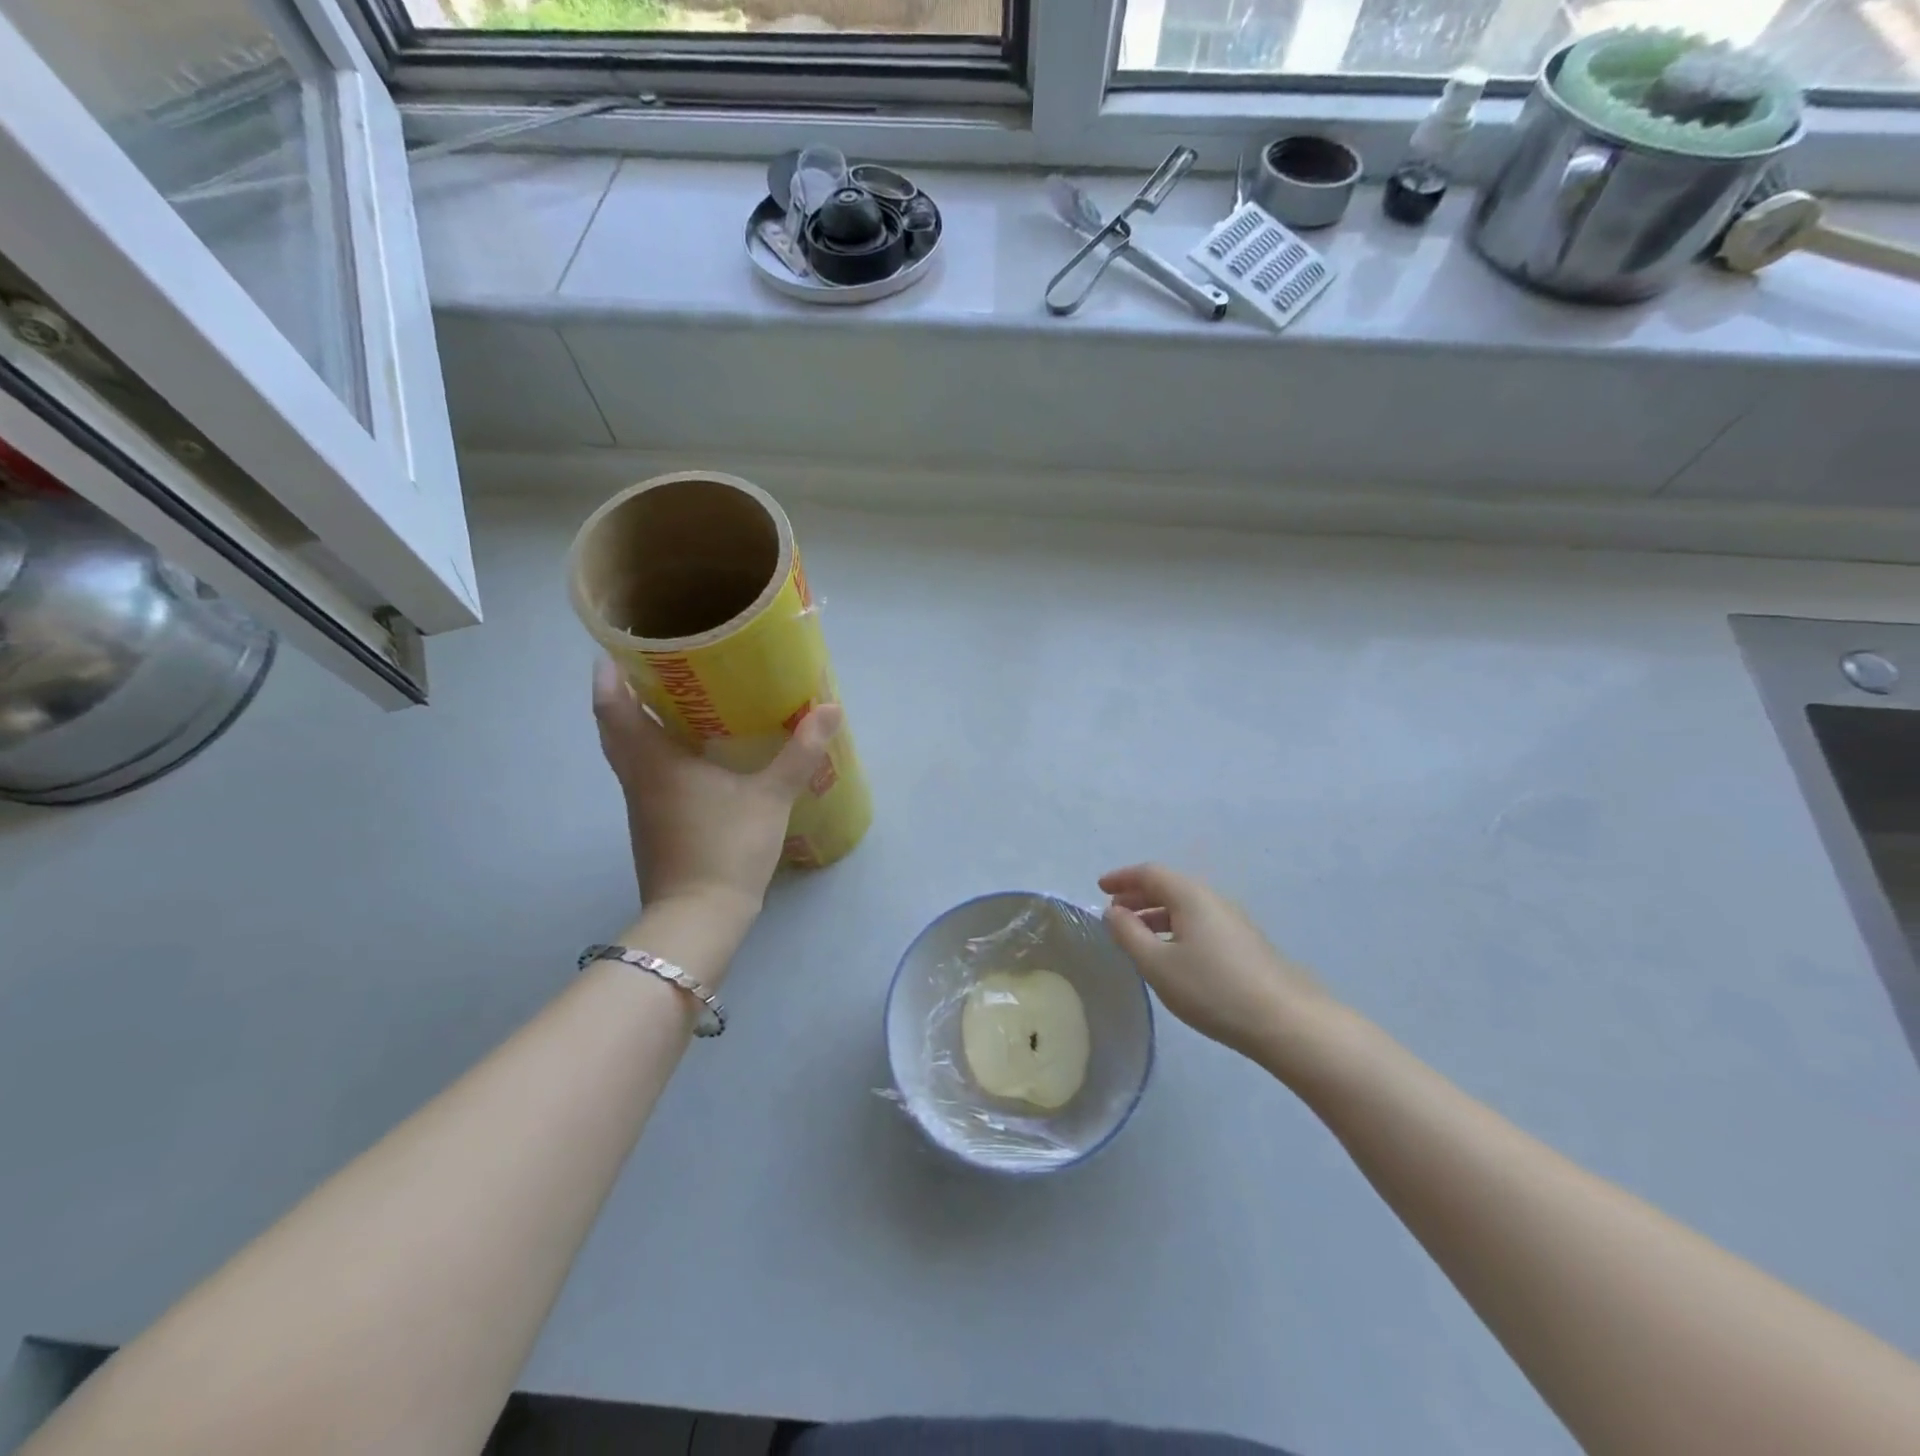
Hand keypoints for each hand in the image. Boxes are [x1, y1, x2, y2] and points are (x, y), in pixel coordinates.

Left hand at [593, 658, 841, 918]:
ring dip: (638, 725)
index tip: (619, 648)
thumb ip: (800, 752)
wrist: (699, 917)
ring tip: (675, 701)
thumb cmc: (727, 848)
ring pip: (628, 753)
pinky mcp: (653, 826)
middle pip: (613, 728)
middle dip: (623, 695)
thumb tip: (829, 708)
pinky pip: (645, 776)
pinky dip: (655, 754)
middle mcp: (638, 778)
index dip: (609, 675)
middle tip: (653, 668)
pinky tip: (691, 754)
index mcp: (654, 762)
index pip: (613, 707)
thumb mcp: (771, 797)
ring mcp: (642, 806)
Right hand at [1100, 863, 1333, 1066]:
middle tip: (1114, 913)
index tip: (1099, 888)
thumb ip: (1128, 934)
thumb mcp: (1157, 964)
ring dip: (1156, 914)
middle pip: (1169, 886)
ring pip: (1185, 906)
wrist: (1285, 1022)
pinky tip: (1170, 954)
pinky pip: (1199, 923)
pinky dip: (1175, 927)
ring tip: (1136, 936)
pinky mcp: (1244, 944)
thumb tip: (1112, 911)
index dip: (1122, 877)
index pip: (1150, 872)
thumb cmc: (1212, 989)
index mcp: (1190, 896)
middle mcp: (1213, 899)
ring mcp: (1233, 921)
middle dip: (1137, 895)